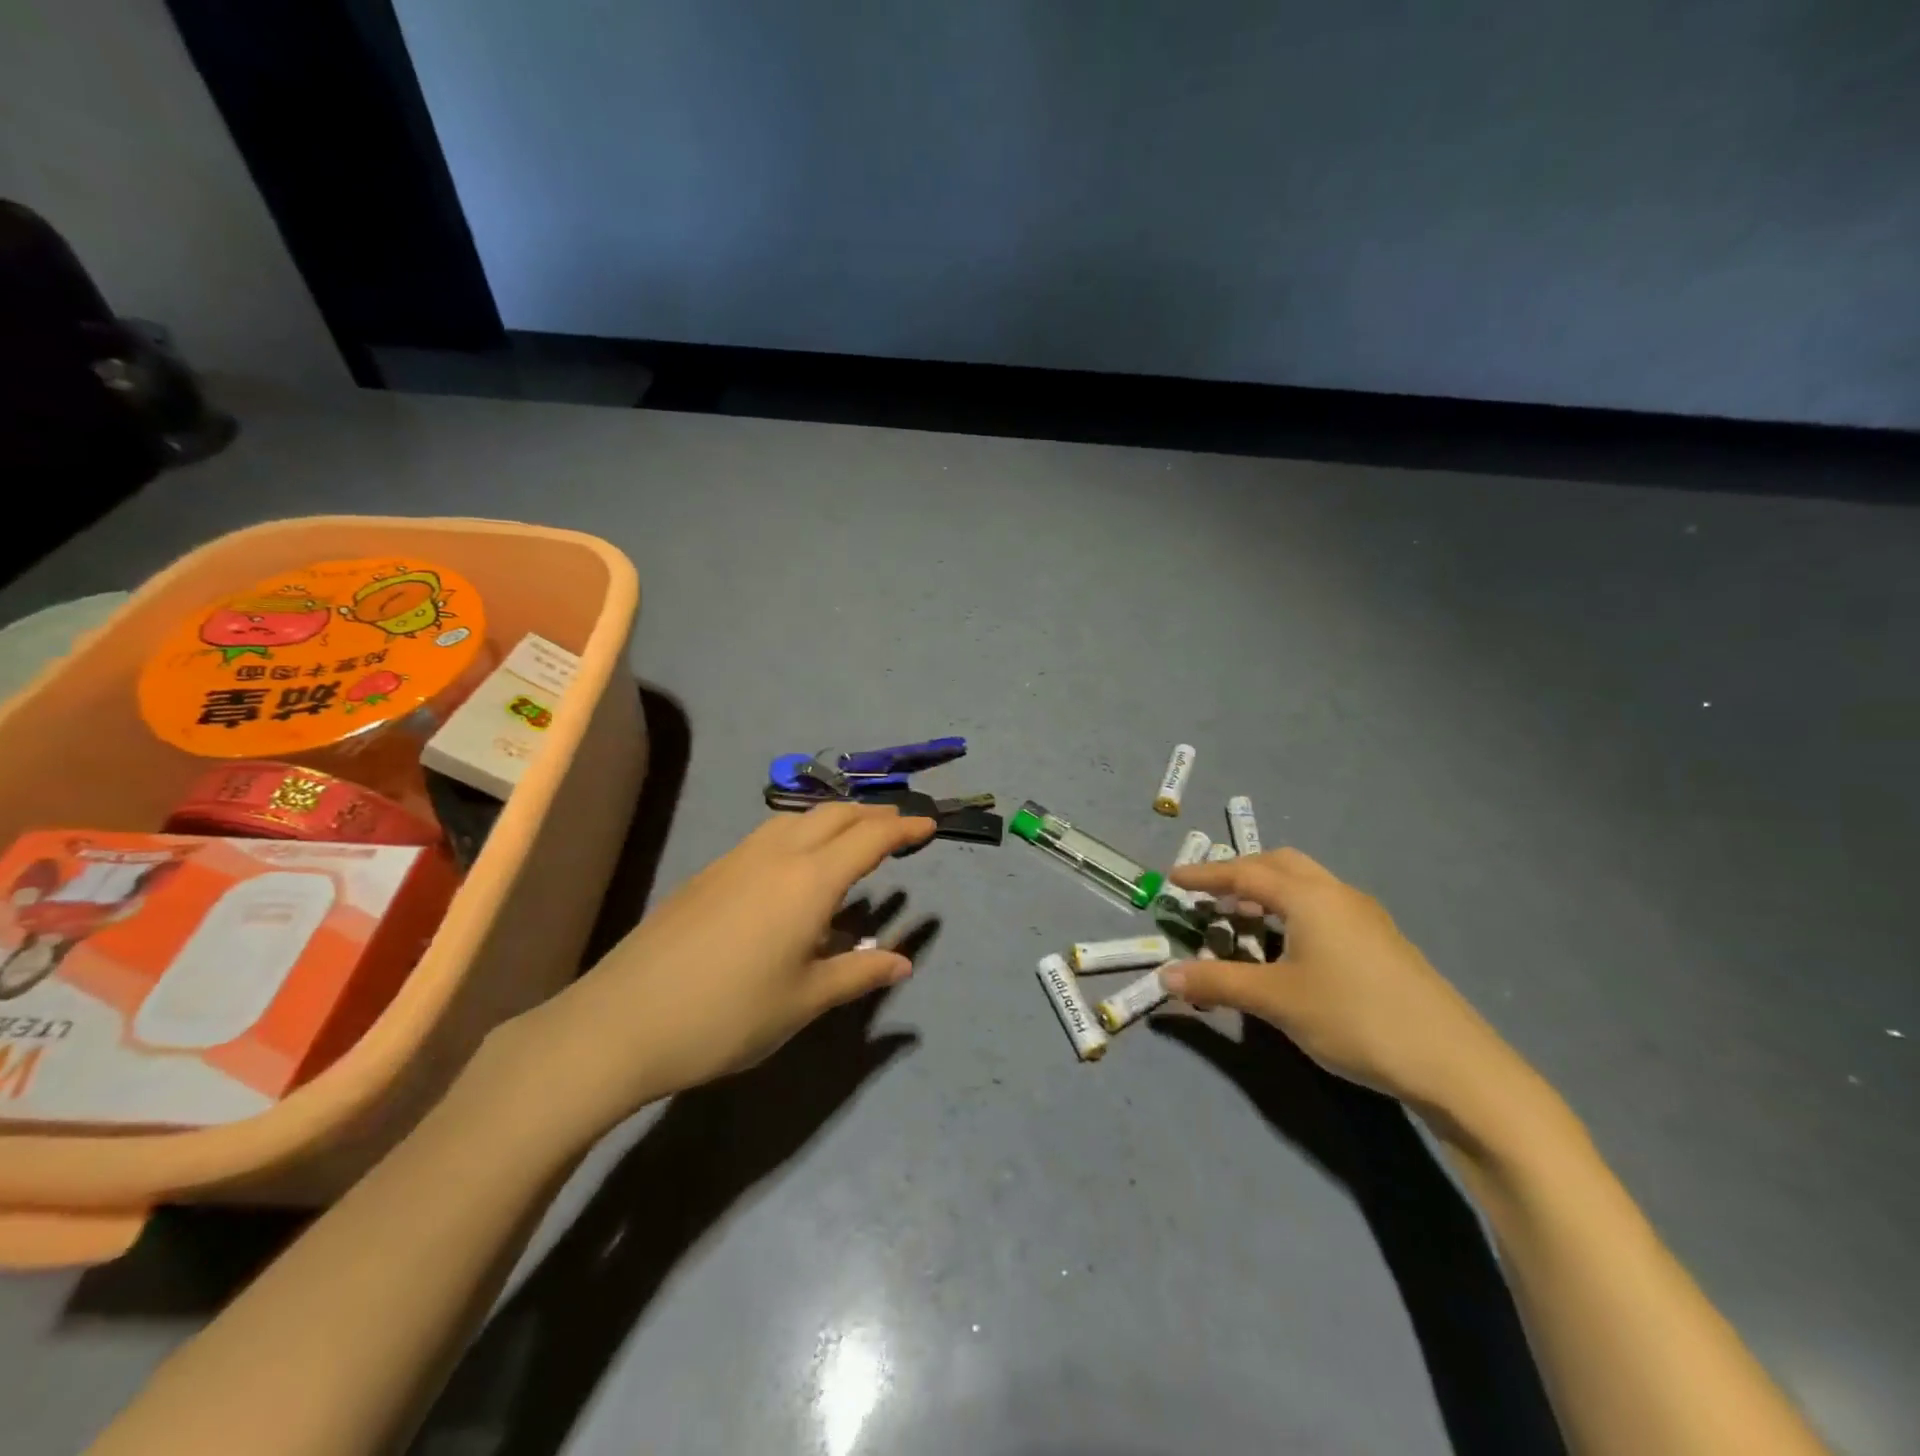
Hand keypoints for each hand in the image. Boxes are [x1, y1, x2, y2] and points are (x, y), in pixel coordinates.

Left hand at [496, 803, 934, 1143]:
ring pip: (799, 820)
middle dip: (873, 815)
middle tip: (899, 828)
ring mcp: (738, 859)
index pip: (870, 839)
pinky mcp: (711, 872)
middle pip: (835, 816)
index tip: (929, 826)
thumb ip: (858, 974)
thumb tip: (903, 961)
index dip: (903, 829)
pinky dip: (802, 834)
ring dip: (836, 820)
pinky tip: (798, 866)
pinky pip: (771, 836)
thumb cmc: (727, 1016)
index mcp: (809, 881)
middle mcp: (777, 855)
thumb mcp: (804, 1001)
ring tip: (854, 840)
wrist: (623, 1021)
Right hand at [1163, 848, 1526, 1126]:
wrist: (1453, 1064)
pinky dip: (1294, 910)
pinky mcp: (1383, 943)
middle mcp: (1338, 895)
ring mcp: (1367, 917)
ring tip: (1243, 918)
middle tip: (1212, 894)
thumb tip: (1164, 976)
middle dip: (1241, 873)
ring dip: (1269, 892)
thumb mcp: (1276, 1001)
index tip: (1174, 879)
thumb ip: (1217, 983)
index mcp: (1309, 897)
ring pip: (1307, 885)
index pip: (1245, 873)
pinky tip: (1290, 946)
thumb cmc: (1354, 1018)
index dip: (1206, 876)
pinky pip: (1325, 907)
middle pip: (1281, 864)